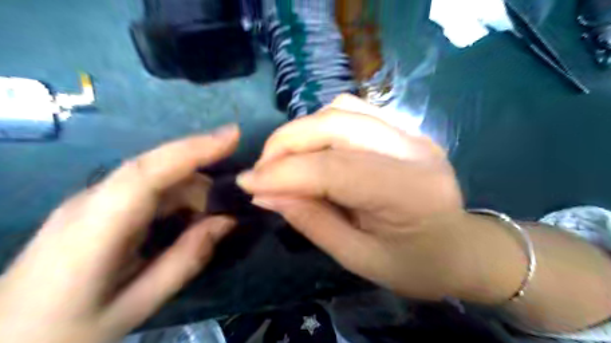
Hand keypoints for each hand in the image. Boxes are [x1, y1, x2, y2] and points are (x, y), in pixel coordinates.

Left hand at [0, 125, 240, 341]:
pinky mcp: (97, 205)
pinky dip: (177, 199)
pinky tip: (187, 221)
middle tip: (232, 208)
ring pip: (156, 177)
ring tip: (211, 222)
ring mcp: (92, 199)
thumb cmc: (67, 331)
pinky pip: (147, 189)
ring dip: (191, 193)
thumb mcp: (138, 303)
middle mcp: (92, 200)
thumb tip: (227, 221)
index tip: (233, 135)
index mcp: (97, 227)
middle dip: (203, 181)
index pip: (149, 172)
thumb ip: (188, 258)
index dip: (194, 148)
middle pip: (158, 169)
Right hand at [235, 95, 522, 301]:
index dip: (284, 172)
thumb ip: (311, 220)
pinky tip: (315, 149)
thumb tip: (264, 193)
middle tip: (262, 170)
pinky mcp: (405, 127)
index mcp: (410, 192)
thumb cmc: (414, 265)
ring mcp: (412, 131)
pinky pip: (354, 110)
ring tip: (286, 161)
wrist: (461, 248)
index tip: (248, 183)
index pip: (334, 169)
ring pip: (341, 110)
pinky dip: (322, 125)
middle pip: (336, 123)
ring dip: (302, 132)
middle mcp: (414, 149)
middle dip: (286, 142)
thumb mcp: (358, 258)